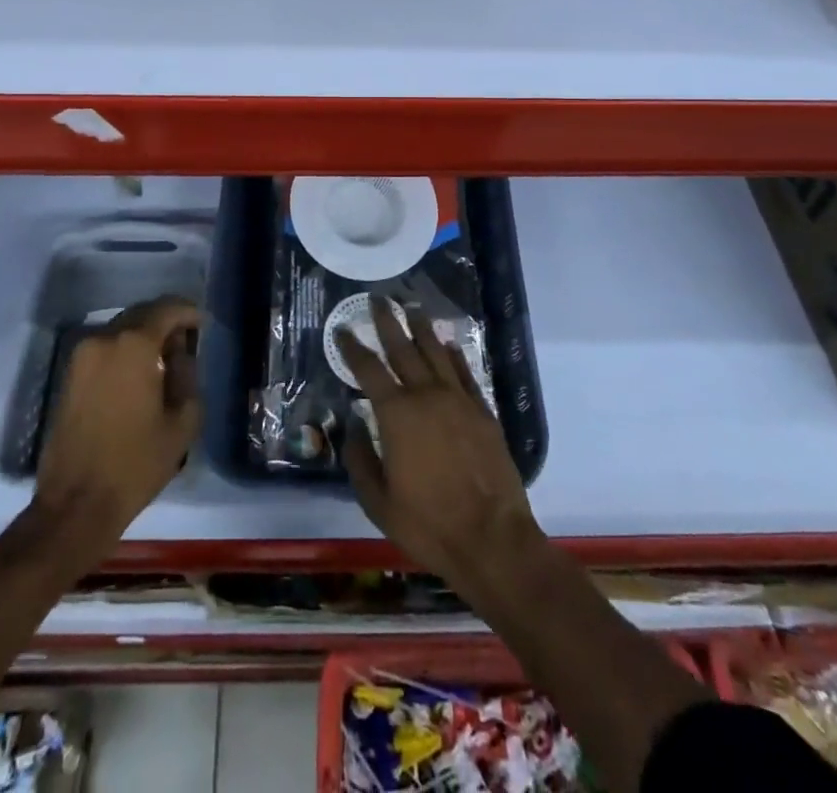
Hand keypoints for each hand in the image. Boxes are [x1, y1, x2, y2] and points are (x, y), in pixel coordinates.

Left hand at [33, 295, 200, 547]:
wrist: (76, 505)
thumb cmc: (136, 463)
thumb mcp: (182, 421)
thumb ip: (187, 375)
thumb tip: (180, 354)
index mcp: (133, 345)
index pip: (167, 309)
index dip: (188, 312)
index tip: (202, 325)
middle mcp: (103, 338)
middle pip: (141, 314)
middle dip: (165, 322)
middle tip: (186, 342)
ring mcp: (80, 356)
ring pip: (120, 330)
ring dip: (143, 337)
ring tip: (164, 360)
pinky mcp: (68, 375)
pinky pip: (104, 348)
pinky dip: (124, 352)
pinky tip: (138, 375)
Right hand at [338, 297, 544, 593]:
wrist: (493, 539)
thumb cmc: (429, 524)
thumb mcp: (378, 502)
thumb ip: (360, 460)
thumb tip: (353, 427)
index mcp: (397, 415)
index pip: (368, 370)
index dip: (353, 347)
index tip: (343, 328)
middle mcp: (427, 396)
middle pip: (403, 348)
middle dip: (388, 321)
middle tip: (378, 298)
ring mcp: (459, 400)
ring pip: (437, 353)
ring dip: (422, 328)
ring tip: (412, 307)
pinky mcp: (483, 412)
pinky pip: (466, 373)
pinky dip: (455, 355)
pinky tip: (449, 344)